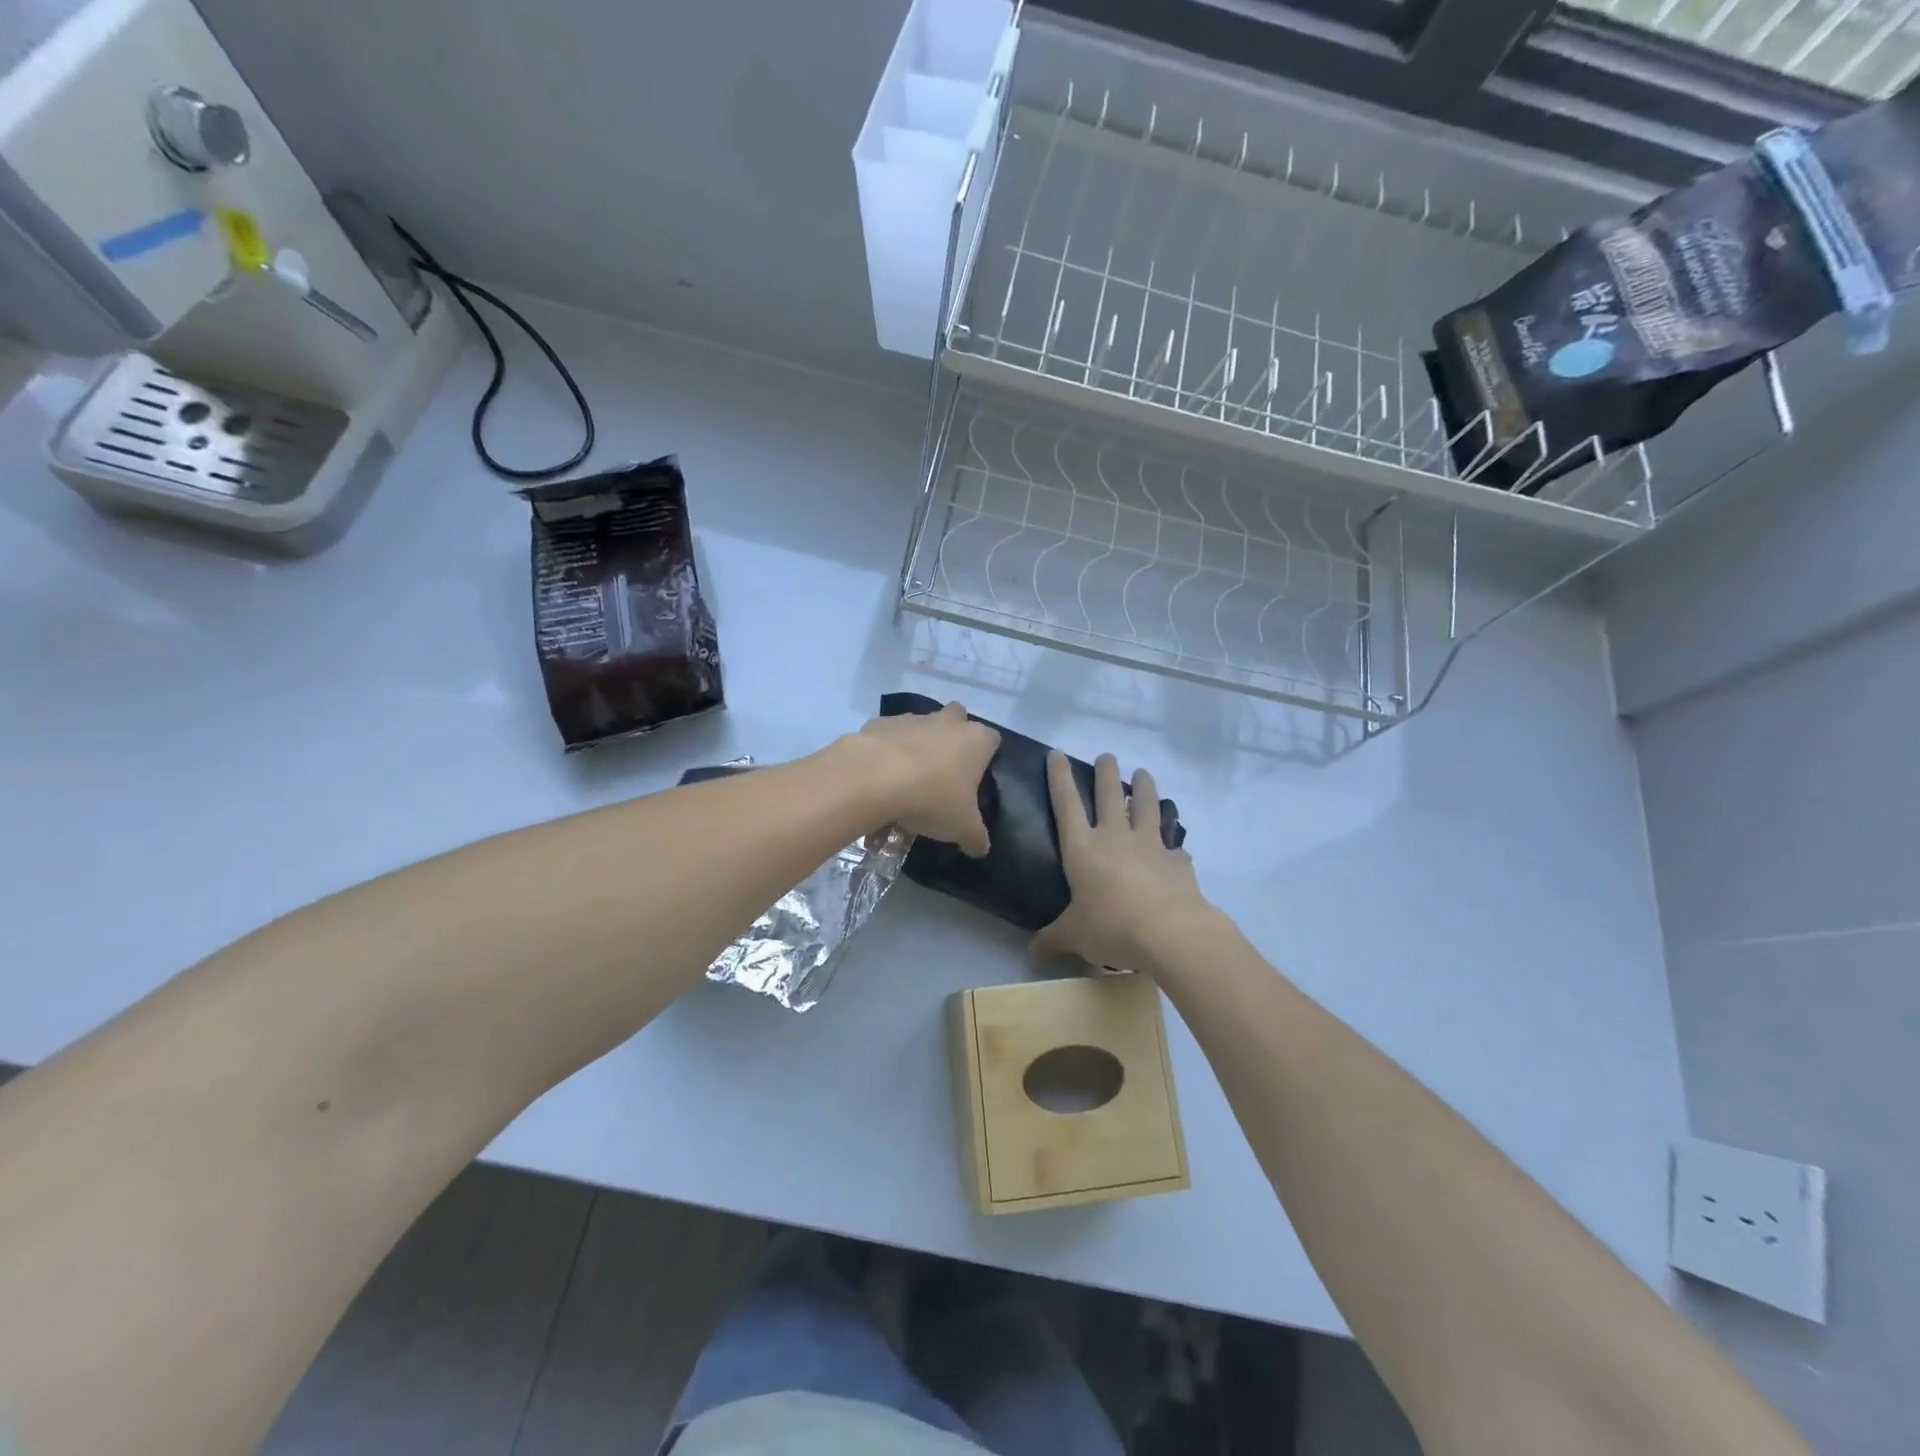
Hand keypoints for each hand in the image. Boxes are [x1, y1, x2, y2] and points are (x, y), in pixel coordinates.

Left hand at [849, 702, 999, 855]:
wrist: (873, 779)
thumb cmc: (931, 799)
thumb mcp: (961, 828)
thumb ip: (975, 837)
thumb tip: (981, 848)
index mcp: (975, 740)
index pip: (992, 740)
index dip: (985, 757)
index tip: (974, 780)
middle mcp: (946, 721)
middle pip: (956, 720)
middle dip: (950, 740)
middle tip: (941, 774)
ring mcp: (911, 719)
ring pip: (919, 728)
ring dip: (915, 748)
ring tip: (903, 786)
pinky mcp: (878, 724)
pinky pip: (887, 738)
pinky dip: (884, 754)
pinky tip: (877, 782)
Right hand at [1032, 750, 1210, 971]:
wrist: (1171, 933)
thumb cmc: (1112, 927)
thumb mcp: (1074, 936)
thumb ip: (1053, 939)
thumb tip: (1032, 952)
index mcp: (1082, 848)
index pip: (1065, 803)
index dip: (1059, 776)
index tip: (1057, 753)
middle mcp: (1115, 836)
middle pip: (1109, 793)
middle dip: (1106, 771)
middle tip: (1108, 756)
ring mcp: (1150, 843)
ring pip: (1147, 805)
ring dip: (1145, 787)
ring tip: (1144, 773)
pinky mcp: (1177, 859)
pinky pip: (1174, 845)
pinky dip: (1173, 843)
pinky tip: (1176, 847)